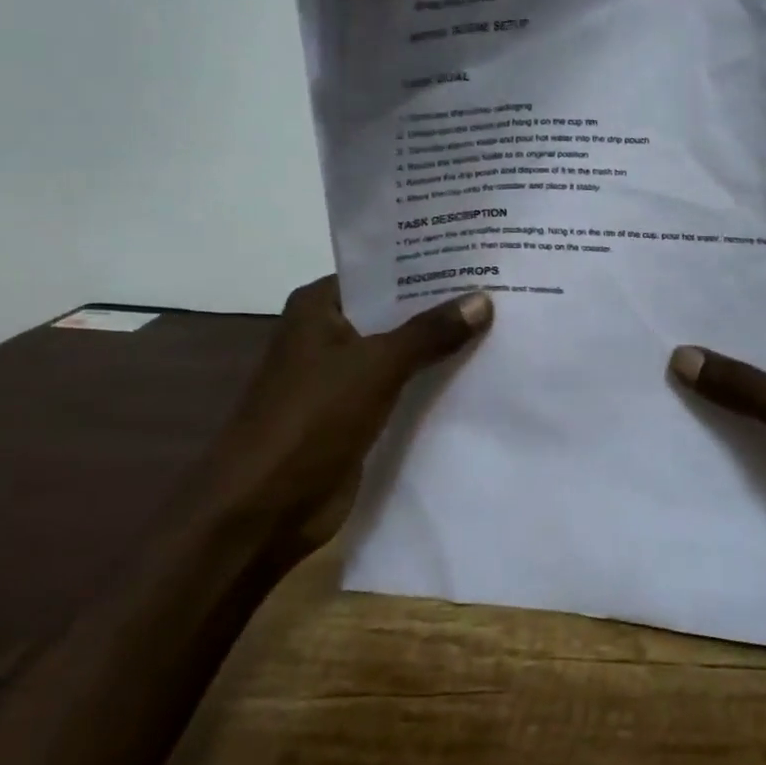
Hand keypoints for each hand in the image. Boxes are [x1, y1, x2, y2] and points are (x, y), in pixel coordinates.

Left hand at [203, 276, 491, 565]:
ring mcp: (342, 378)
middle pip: (395, 312)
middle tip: (501, 290)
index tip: (478, 256)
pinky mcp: (356, 416)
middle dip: (442, 307)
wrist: (264, 509)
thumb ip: (430, 332)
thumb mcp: (376, 365)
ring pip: (401, 353)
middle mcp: (329, 335)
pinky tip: (478, 376)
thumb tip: (482, 298)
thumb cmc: (311, 419)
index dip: (427, 265)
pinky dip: (432, 384)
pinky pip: (402, 389)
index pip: (382, 272)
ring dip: (440, 348)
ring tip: (501, 327)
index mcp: (320, 308)